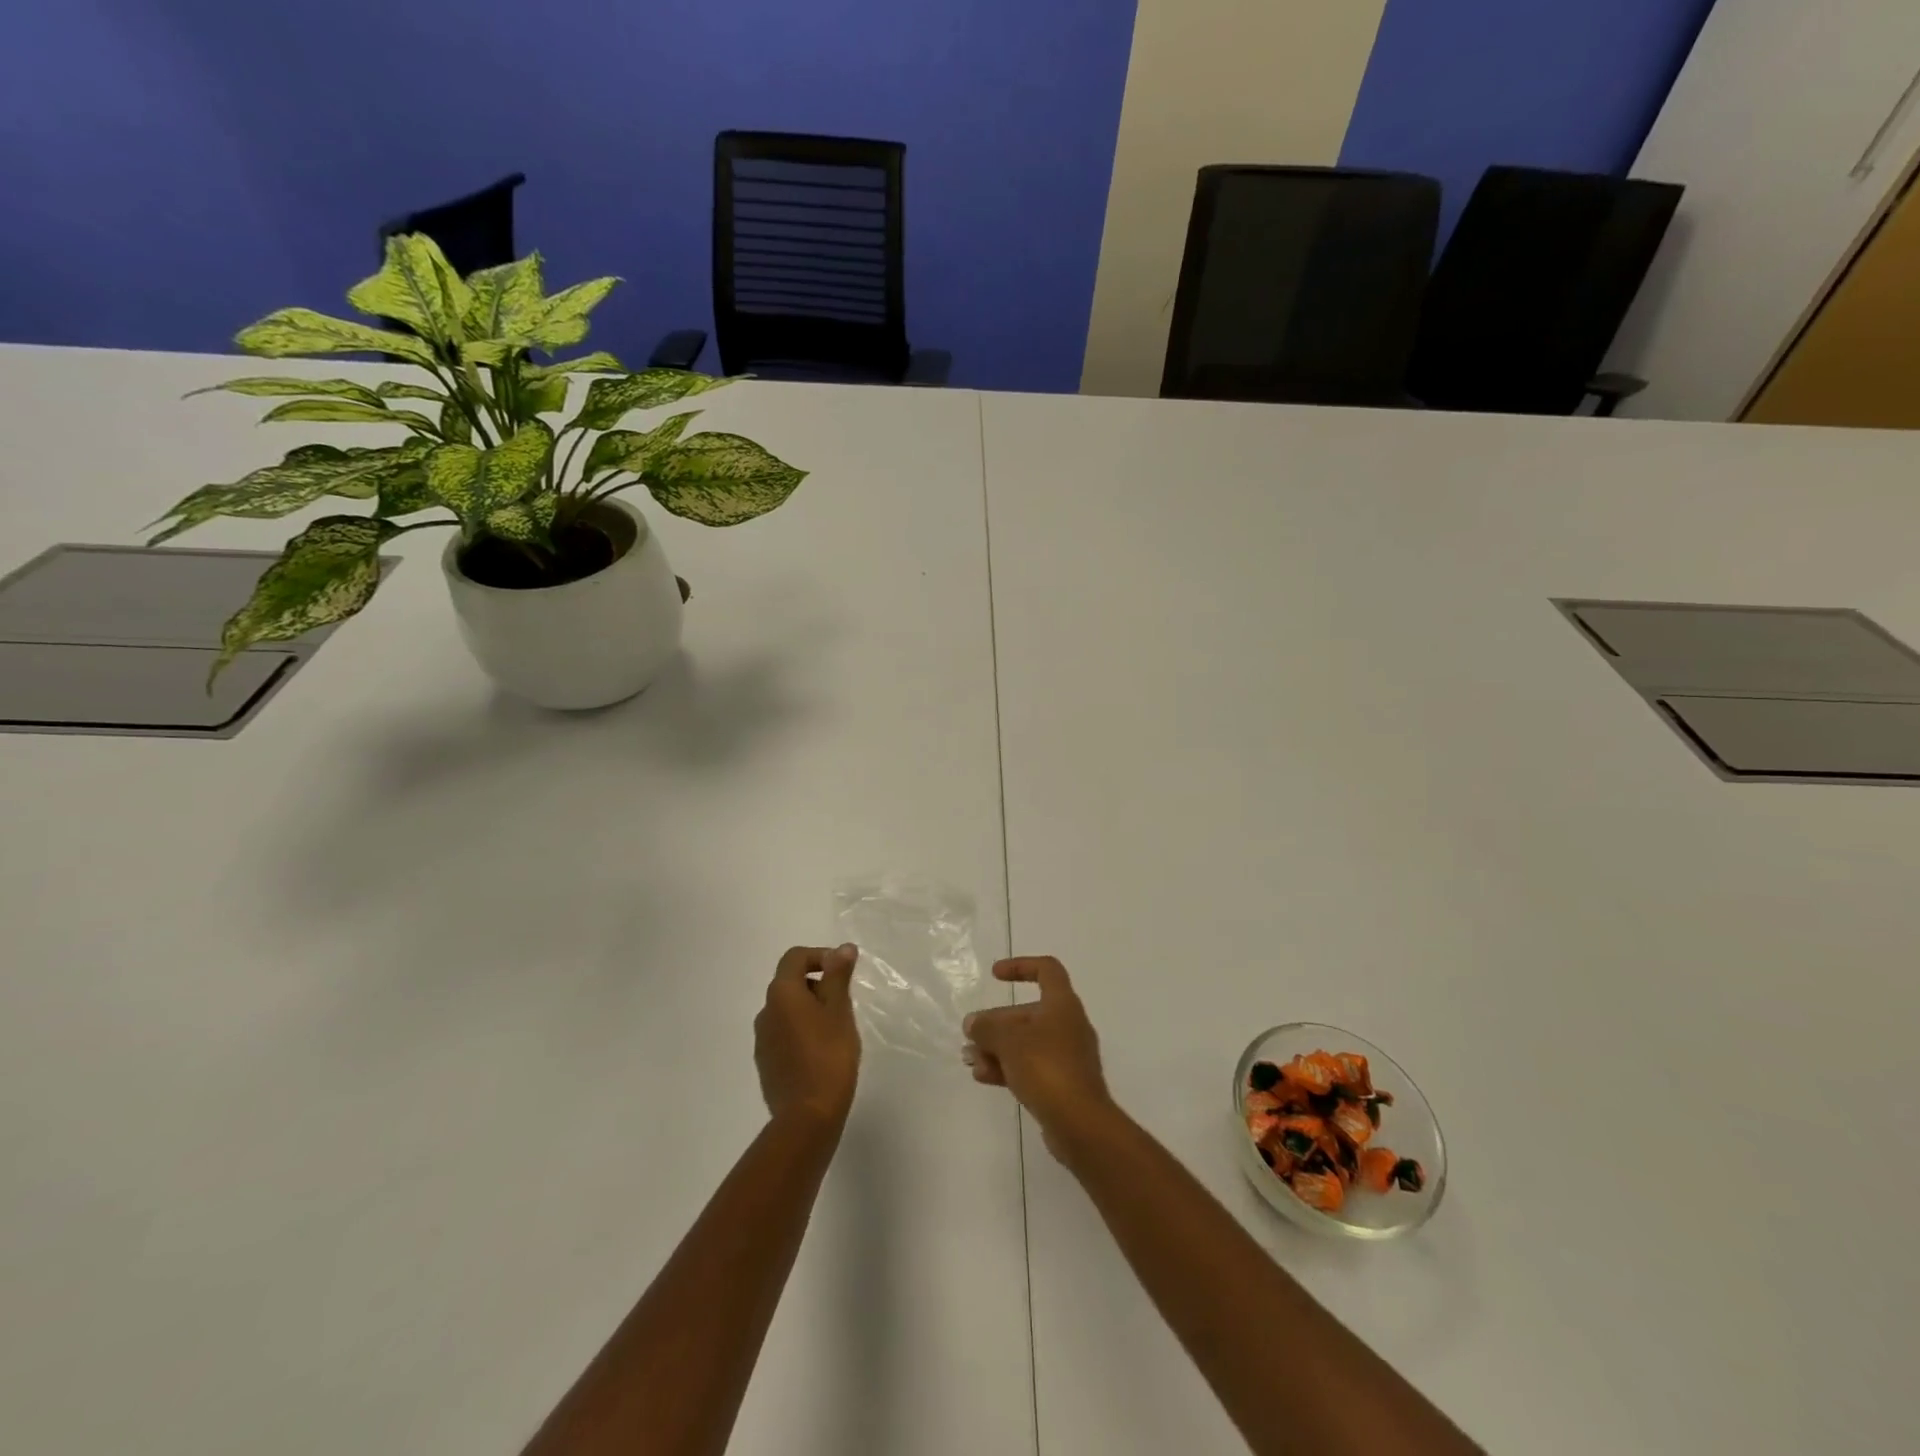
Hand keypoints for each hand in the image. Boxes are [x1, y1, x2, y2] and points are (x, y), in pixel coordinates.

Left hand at [755, 945, 861, 1128]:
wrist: (807, 1116)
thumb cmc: (829, 1055)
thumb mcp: (840, 1010)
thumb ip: (838, 976)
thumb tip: (842, 948)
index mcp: (781, 994)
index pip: (795, 958)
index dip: (820, 956)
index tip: (843, 972)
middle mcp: (766, 1012)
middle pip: (790, 983)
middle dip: (818, 984)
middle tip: (845, 1002)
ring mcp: (762, 1040)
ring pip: (788, 1010)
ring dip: (810, 1009)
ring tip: (837, 1028)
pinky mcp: (766, 1063)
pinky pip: (784, 1034)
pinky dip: (802, 1031)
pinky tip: (822, 1052)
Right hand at [963, 957, 1115, 1159]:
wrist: (1081, 1124)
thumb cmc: (1047, 1068)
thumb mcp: (1010, 1041)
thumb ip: (988, 1028)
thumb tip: (973, 1023)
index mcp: (1062, 1005)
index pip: (1046, 969)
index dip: (1020, 966)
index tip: (995, 975)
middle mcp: (1068, 1025)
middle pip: (1029, 1013)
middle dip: (997, 1022)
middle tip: (971, 1033)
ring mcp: (1067, 1057)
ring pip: (1027, 1043)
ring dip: (997, 1048)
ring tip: (969, 1059)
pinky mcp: (1062, 1084)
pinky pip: (1031, 1067)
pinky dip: (1008, 1068)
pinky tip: (983, 1076)